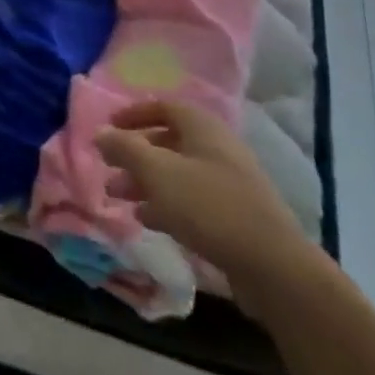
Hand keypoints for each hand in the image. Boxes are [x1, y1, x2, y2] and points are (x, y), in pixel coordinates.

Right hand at [96, 100, 315, 315]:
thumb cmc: (209, 207)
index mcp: (202, 128)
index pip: (163, 107)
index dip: (133, 114)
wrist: (274, 267)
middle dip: (134, 155)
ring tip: (118, 198)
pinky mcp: (234, 216)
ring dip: (145, 182)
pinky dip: (165, 203)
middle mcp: (216, 148)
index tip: (108, 128)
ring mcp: (228, 182)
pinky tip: (147, 219)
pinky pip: (191, 200)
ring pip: (177, 173)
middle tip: (108, 170)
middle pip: (167, 141)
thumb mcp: (158, 173)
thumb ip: (125, 149)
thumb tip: (100, 132)